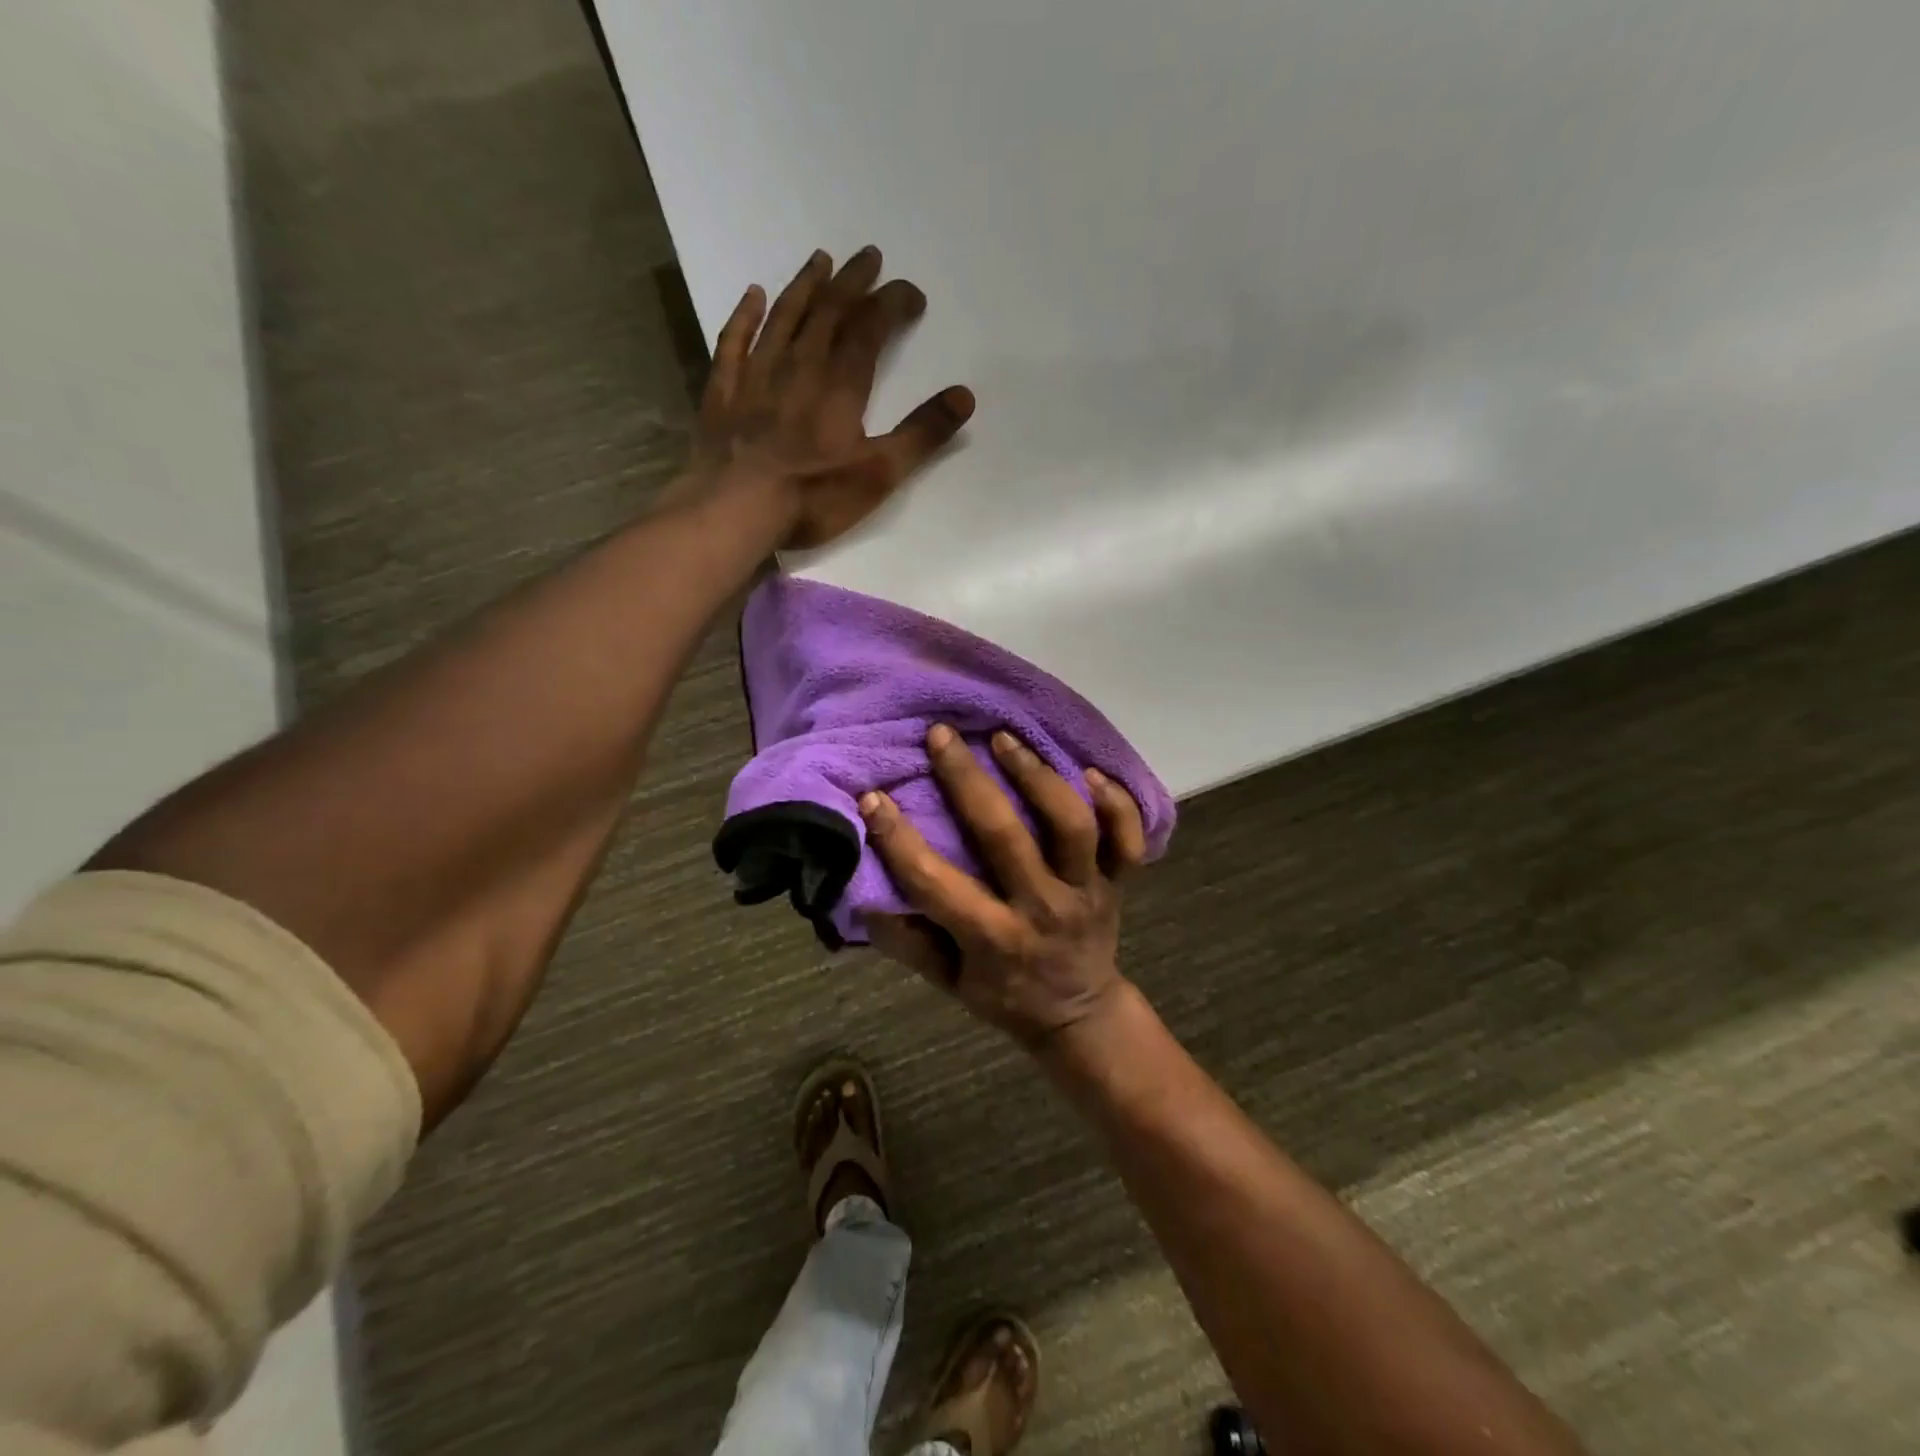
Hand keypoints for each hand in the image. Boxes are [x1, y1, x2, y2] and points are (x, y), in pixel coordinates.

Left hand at [694, 246, 974, 549]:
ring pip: (783, 317)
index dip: (892, 304)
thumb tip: (964, 396)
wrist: (735, 510)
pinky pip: (735, 341)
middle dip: (852, 282)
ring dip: (805, 287)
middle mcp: (799, 366)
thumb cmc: (813, 496)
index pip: (870, 328)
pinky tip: (753, 296)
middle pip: (828, 311)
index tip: (912, 295)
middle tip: (868, 257)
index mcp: (840, 385)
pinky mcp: (724, 393)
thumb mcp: (880, 473)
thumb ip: (922, 434)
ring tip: (820, 261)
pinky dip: (745, 315)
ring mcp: (756, 376)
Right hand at [859, 724, 1147, 1049]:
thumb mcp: (948, 982)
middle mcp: (1041, 908)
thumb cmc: (1005, 995)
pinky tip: (1090, 770)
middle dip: (968, 781)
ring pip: (1071, 826)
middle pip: (1005, 837)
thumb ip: (909, 943)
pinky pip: (1128, 838)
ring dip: (1037, 777)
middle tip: (941, 735)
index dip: (899, 840)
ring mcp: (1087, 891)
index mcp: (993, 939)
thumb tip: (866, 895)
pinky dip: (1117, 802)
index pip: (936, 884)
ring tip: (1004, 739)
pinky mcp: (1119, 882)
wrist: (1079, 1013)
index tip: (873, 797)